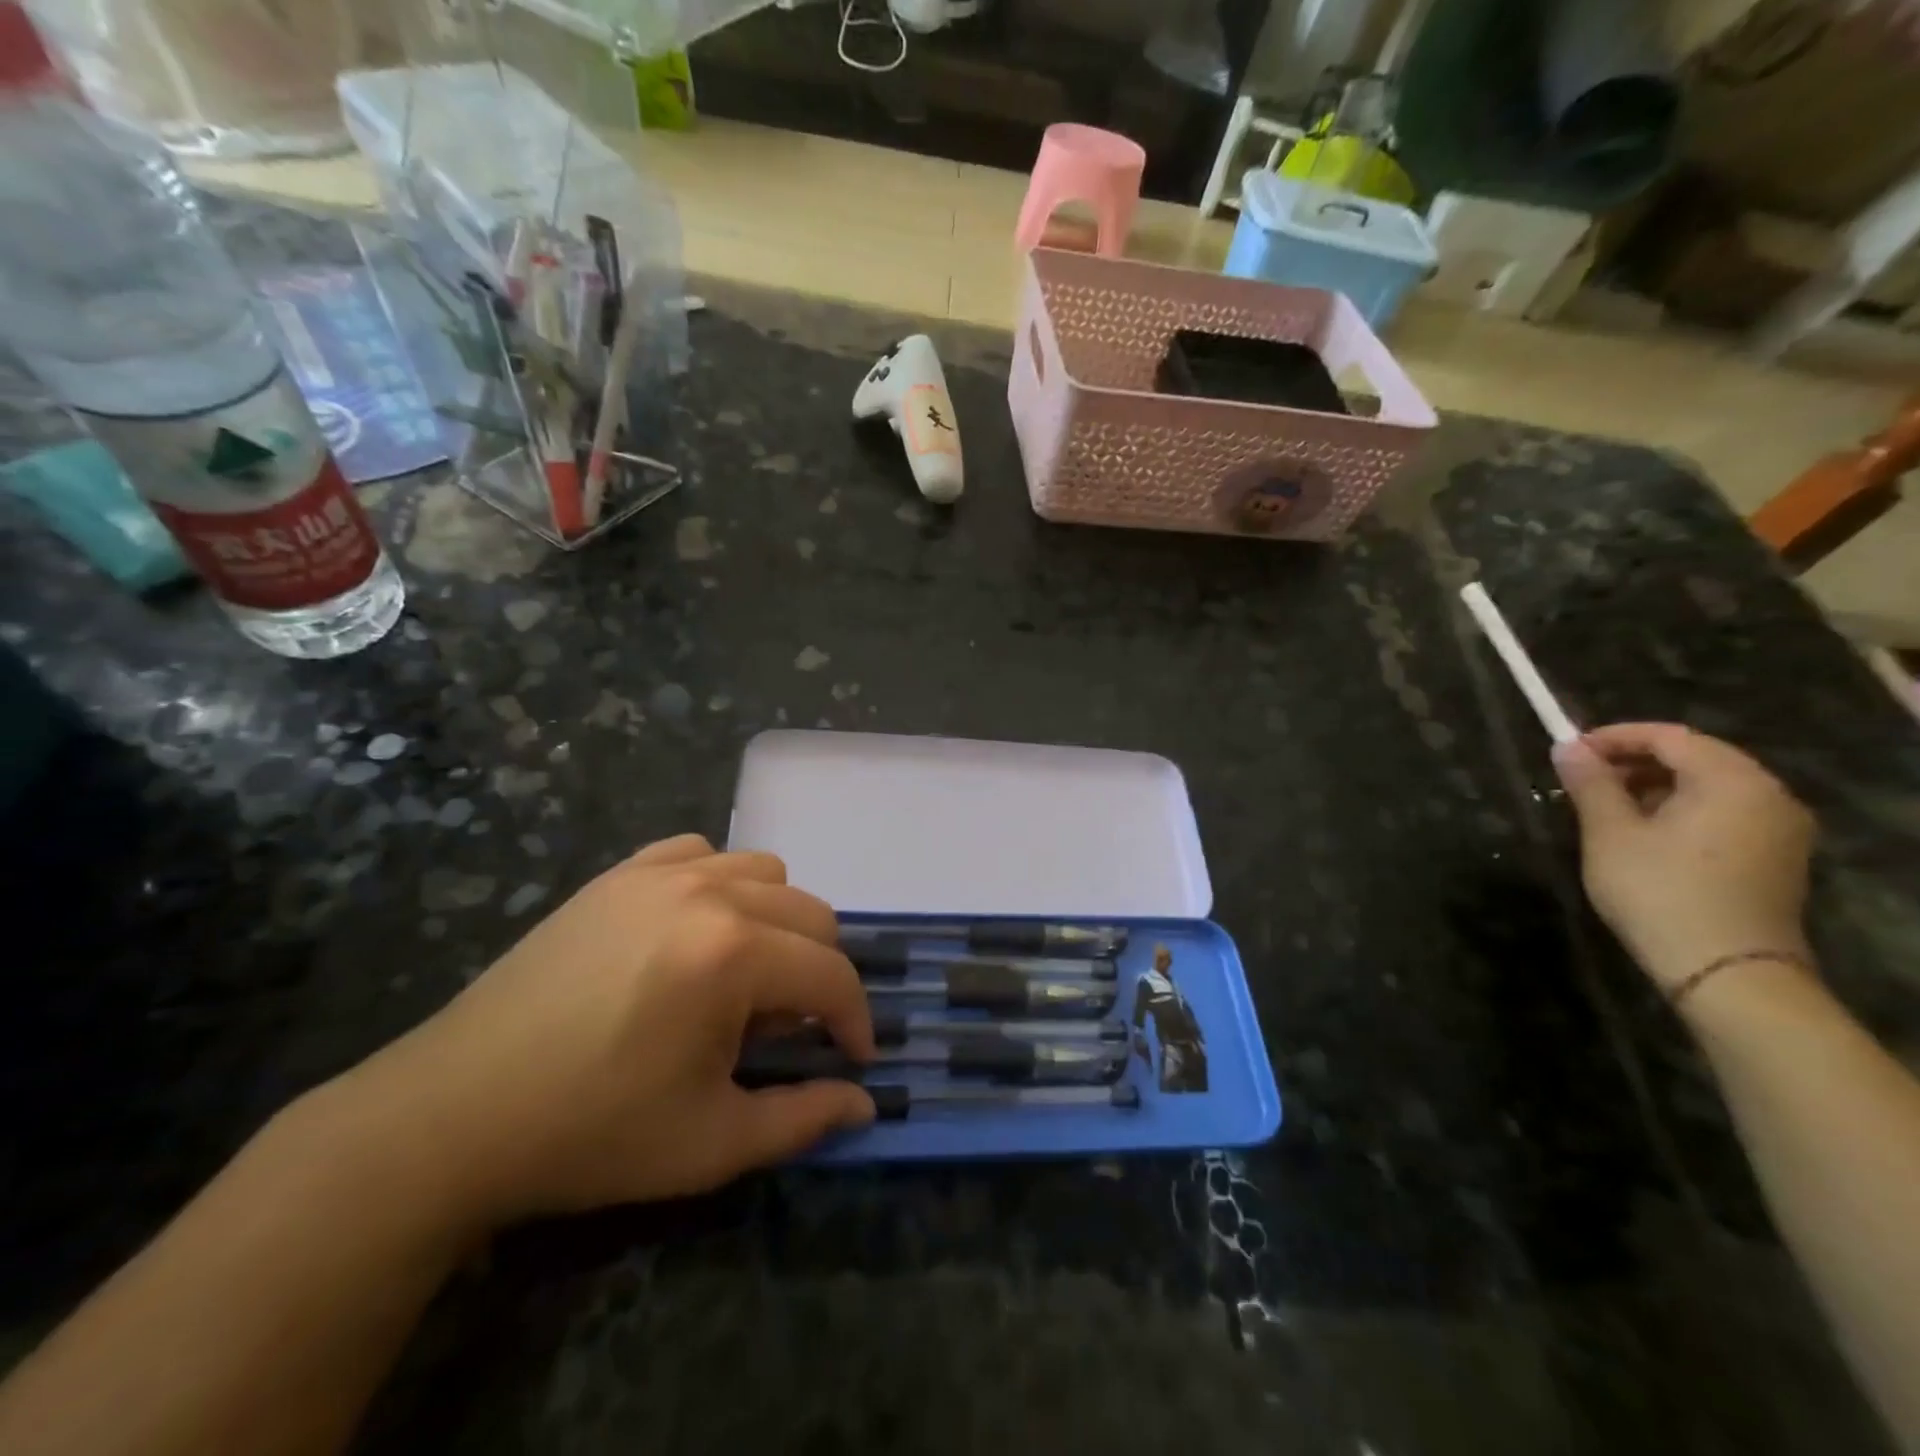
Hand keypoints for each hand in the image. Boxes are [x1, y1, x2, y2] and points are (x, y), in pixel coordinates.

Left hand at [341, 835, 874, 1224]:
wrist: (454, 1114)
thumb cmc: (591, 1134)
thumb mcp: (711, 1144)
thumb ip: (804, 1118)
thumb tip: (865, 1101)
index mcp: (734, 955)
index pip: (832, 975)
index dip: (855, 1020)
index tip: (854, 1057)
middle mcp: (708, 893)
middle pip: (811, 914)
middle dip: (821, 971)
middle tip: (794, 1026)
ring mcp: (659, 874)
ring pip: (764, 873)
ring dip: (778, 922)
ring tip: (747, 975)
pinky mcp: (619, 875)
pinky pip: (700, 853)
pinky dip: (721, 884)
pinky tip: (696, 931)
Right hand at [1552, 724, 1815, 991]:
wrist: (1726, 972)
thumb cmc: (1659, 891)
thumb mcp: (1610, 833)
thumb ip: (1590, 784)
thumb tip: (1567, 747)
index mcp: (1732, 781)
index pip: (1669, 736)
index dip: (1614, 737)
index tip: (1568, 752)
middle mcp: (1768, 795)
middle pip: (1695, 758)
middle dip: (1634, 762)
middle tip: (1582, 780)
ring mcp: (1779, 829)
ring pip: (1708, 787)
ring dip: (1654, 787)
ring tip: (1605, 808)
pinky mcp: (1775, 858)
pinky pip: (1723, 813)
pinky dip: (1679, 810)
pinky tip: (1643, 834)